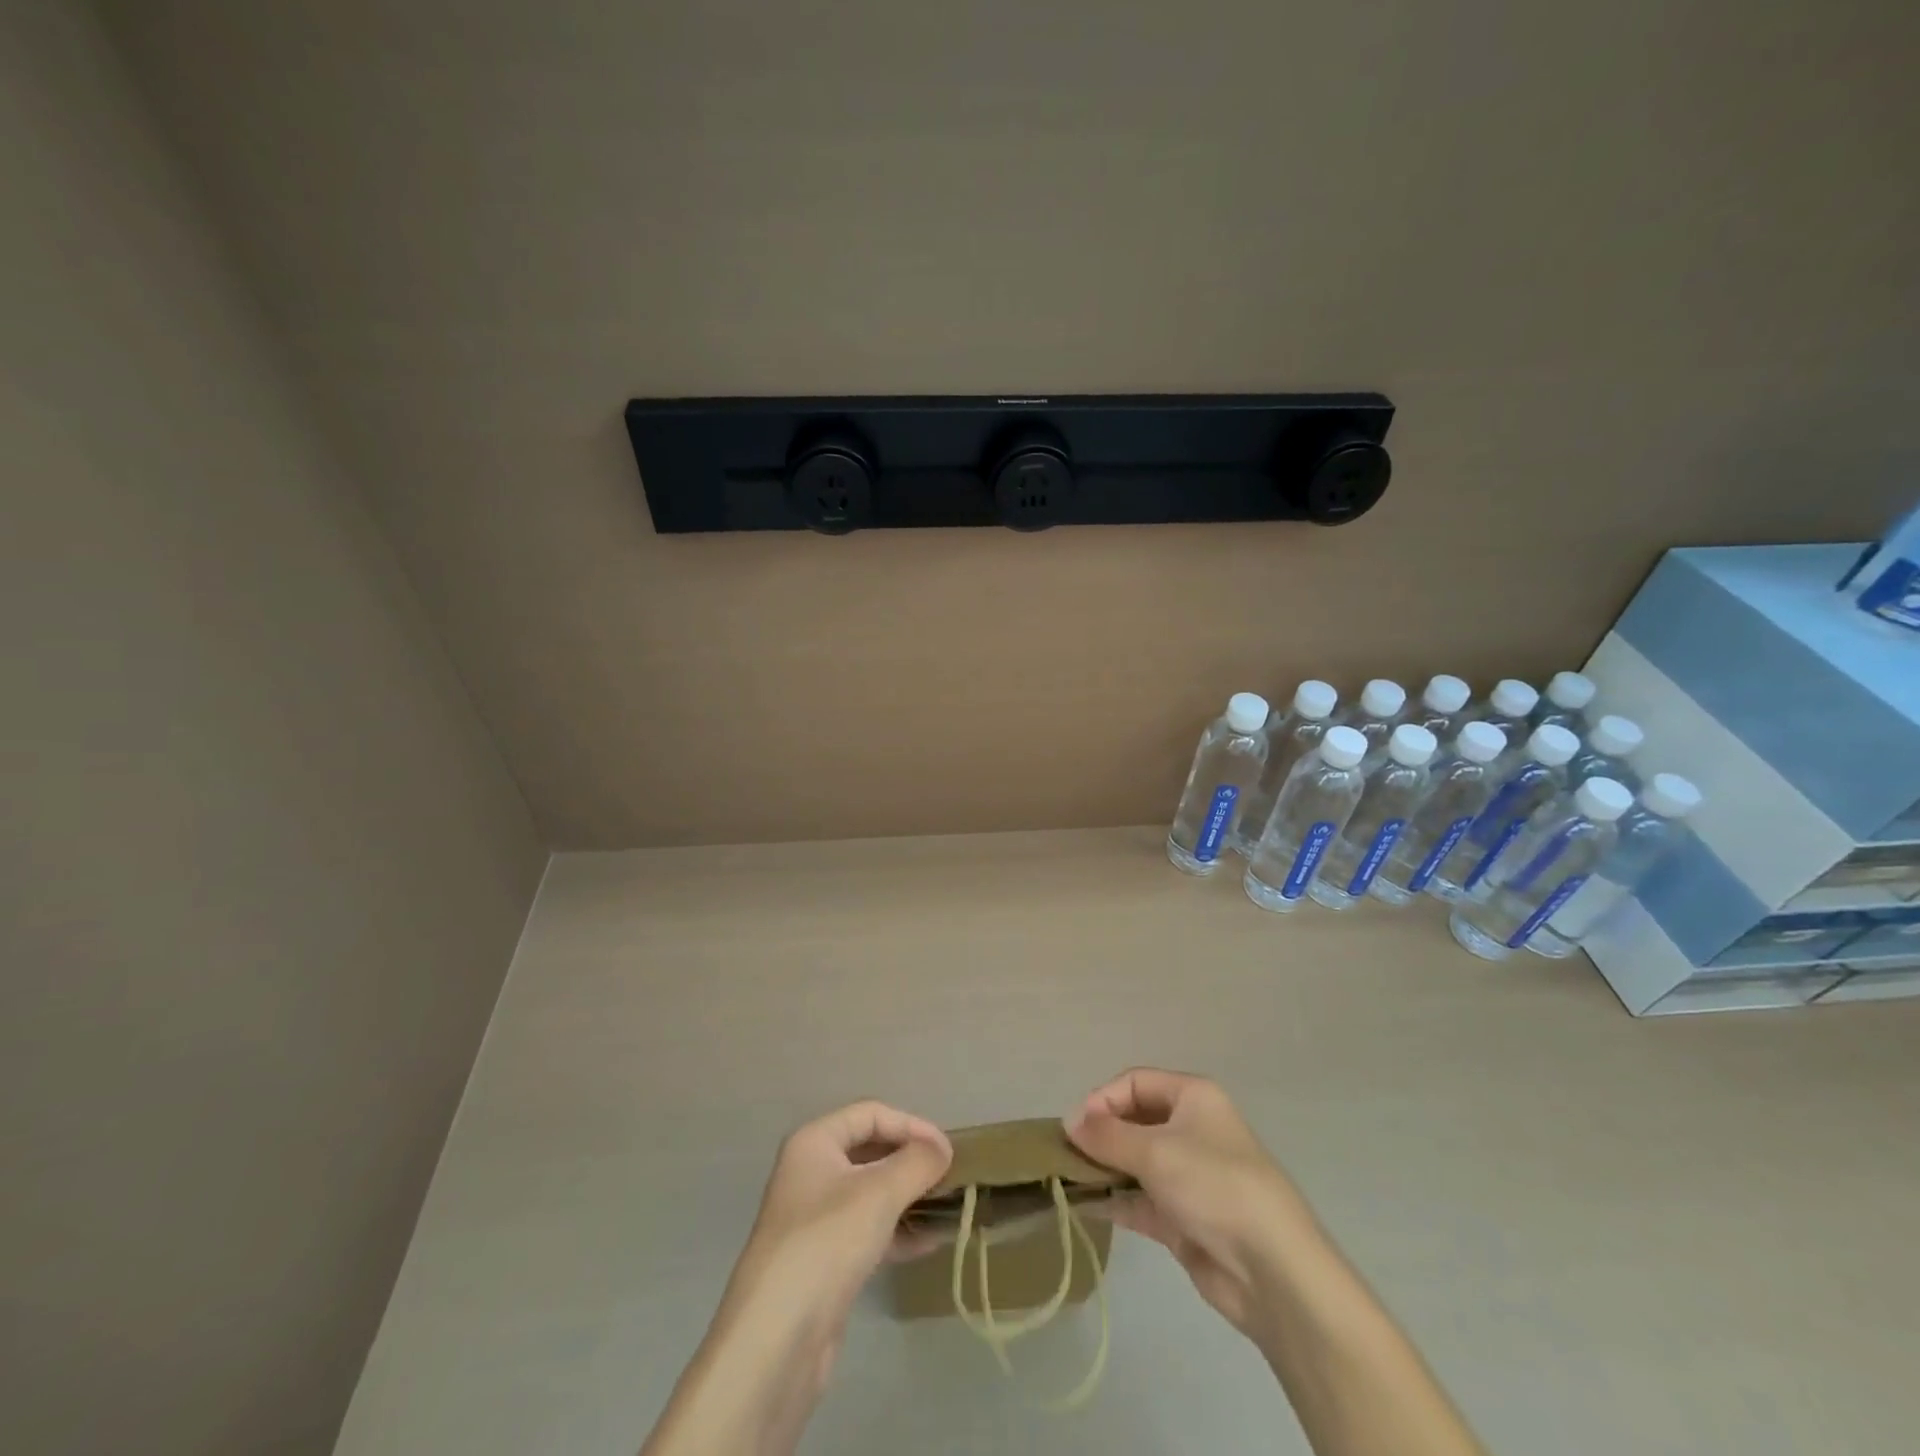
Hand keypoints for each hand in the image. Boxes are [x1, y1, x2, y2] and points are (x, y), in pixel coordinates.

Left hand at [642, 1102, 949, 1455]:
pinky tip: (929, 1243)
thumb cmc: (827, 1243)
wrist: (776, 1339)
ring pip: (871, 1192)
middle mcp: (811, 1172)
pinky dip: (898, 1230)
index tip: (947, 1151)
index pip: (871, 1114)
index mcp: (814, 1142)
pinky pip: (868, 1229)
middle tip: (949, 1176)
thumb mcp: (880, 1193)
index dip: (911, 1125)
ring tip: (946, 1208)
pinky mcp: (824, 1259)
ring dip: (908, 1196)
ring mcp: (815, 1218)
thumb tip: (942, 1148)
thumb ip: (917, 1162)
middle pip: (870, 1150)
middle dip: (910, 1160)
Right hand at [1065, 1068, 1314, 1341]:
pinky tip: (1083, 1206)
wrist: (1272, 1270)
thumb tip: (1070, 1122)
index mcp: (1192, 1097)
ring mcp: (1187, 1175)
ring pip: (1134, 1161)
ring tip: (1066, 1179)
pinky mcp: (1183, 1217)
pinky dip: (1113, 1200)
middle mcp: (1190, 1129)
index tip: (1075, 1128)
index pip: (1134, 1082)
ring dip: (1102, 1168)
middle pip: (1133, 1120)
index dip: (1102, 1099)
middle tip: (1066, 1154)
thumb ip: (1107, 1135)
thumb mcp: (1155, 1151)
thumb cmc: (1214, 1186)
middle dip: (1100, 1134)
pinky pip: (1139, 1199)